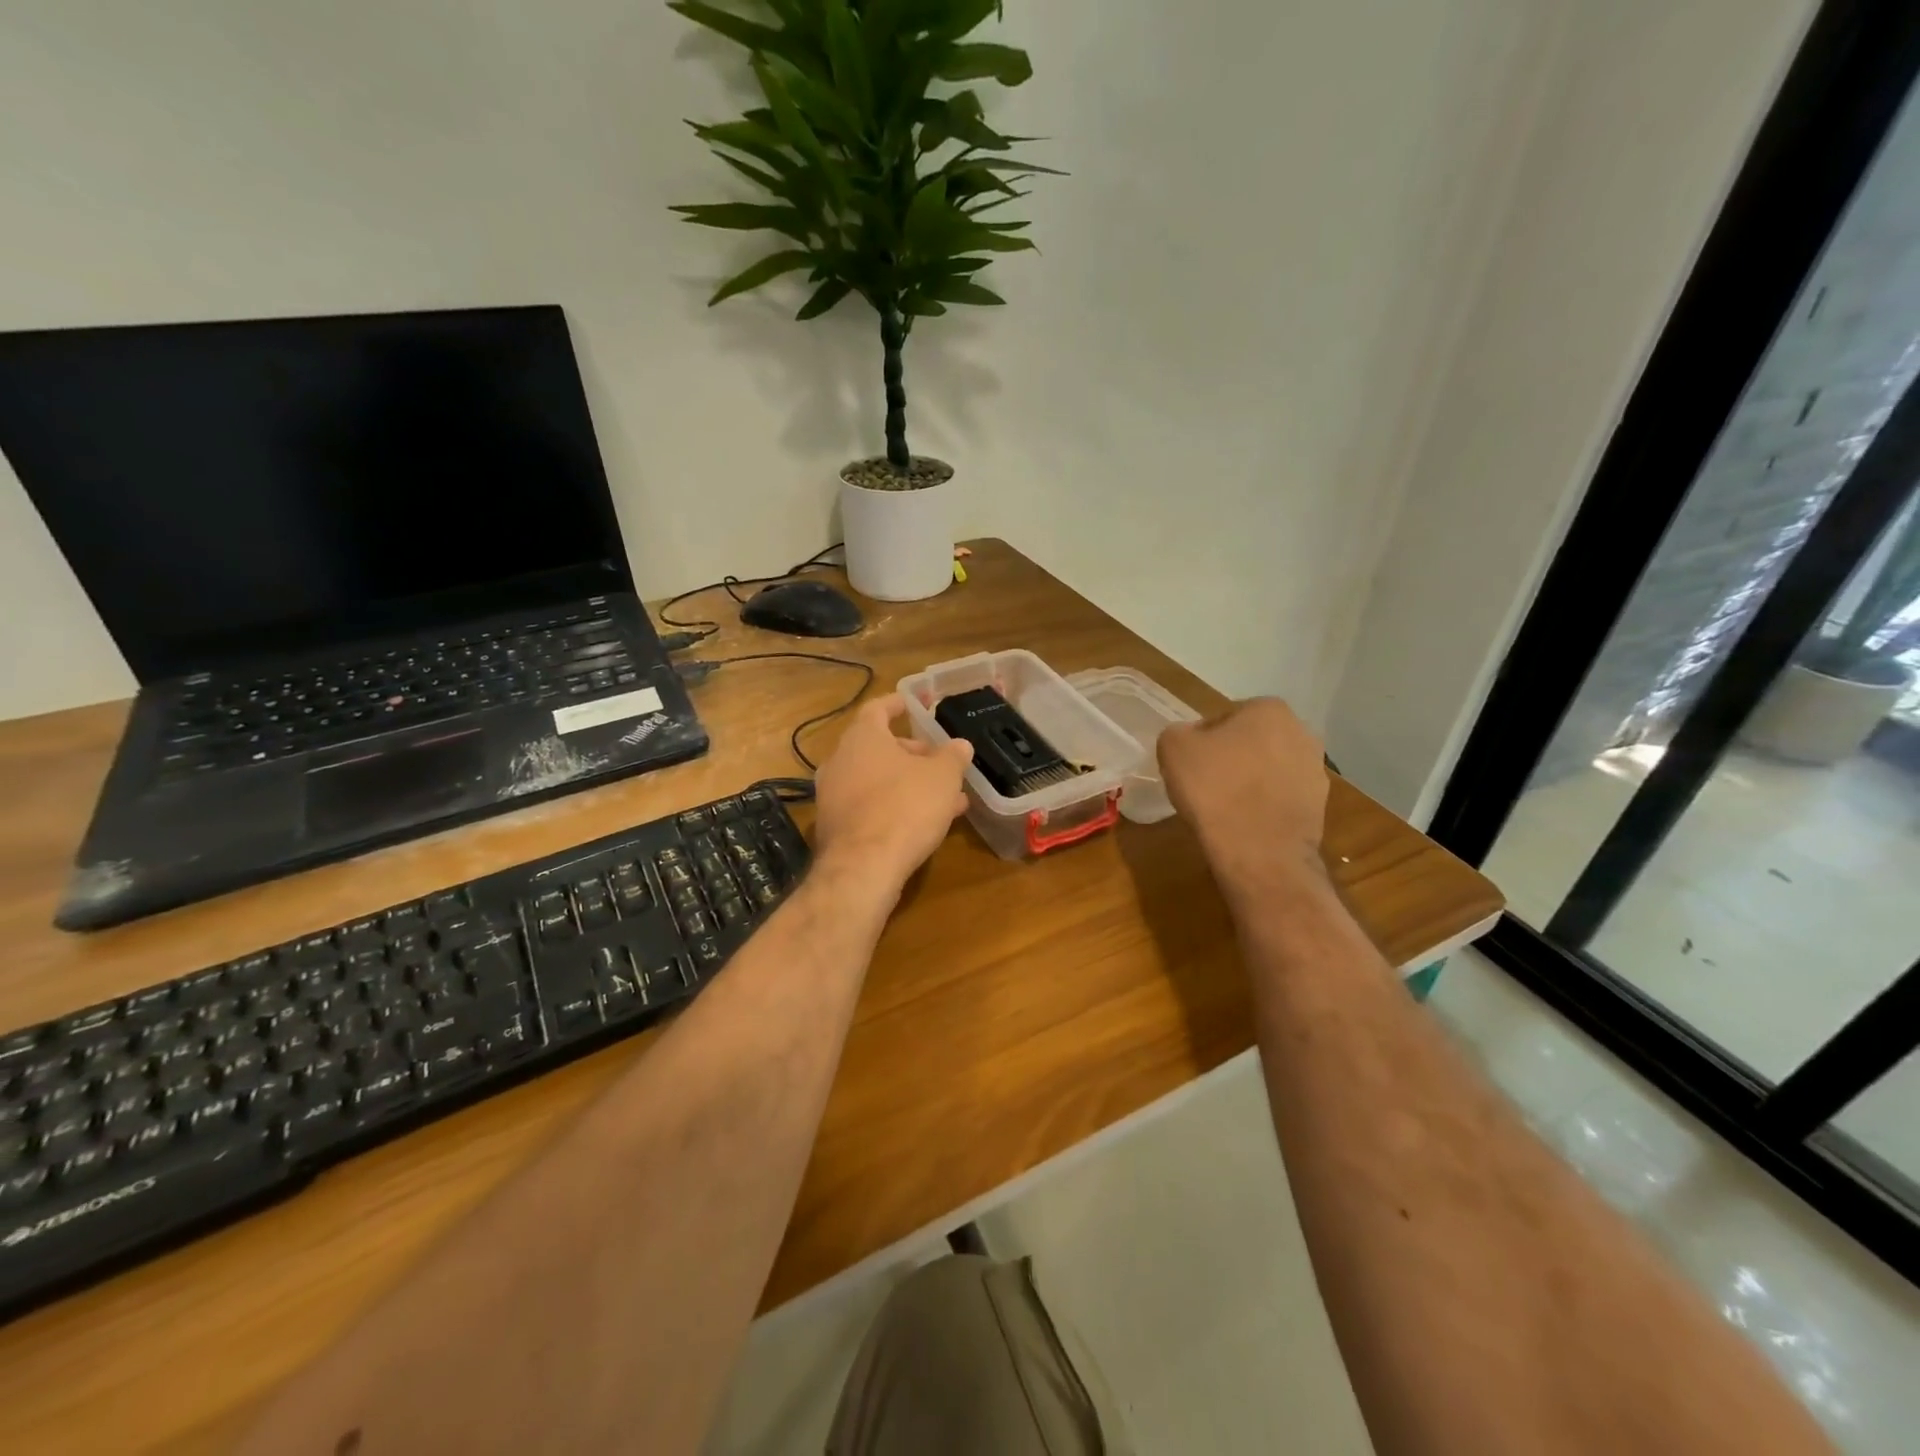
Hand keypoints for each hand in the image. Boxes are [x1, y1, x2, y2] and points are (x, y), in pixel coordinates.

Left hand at [812, 694, 972, 892]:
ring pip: (877, 780)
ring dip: (909, 784)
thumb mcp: (942, 777)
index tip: (914, 704)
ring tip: (945, 797)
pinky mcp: (836, 828)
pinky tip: (924, 823)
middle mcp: (840, 761)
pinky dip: (895, 807)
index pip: (878, 709)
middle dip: (911, 753)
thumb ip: (952, 756)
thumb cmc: (905, 807)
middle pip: (878, 747)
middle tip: (939, 762)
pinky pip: (871, 807)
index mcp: (862, 738)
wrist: (863, 868)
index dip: (898, 704)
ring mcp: (833, 796)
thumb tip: (960, 745)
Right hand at [1157, 698, 1327, 888]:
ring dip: (1249, 782)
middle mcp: (1301, 732)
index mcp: (1269, 709)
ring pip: (1267, 770)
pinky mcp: (1320, 806)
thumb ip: (1178, 733)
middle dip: (1231, 758)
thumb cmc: (1215, 789)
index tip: (1189, 765)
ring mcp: (1316, 770)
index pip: (1223, 719)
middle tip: (1204, 784)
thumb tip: (1190, 740)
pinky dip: (1264, 806)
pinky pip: (1280, 798)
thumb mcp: (1173, 748)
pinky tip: (1245, 824)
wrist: (1260, 852)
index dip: (1201, 742)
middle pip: (1250, 742)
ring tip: (1224, 808)